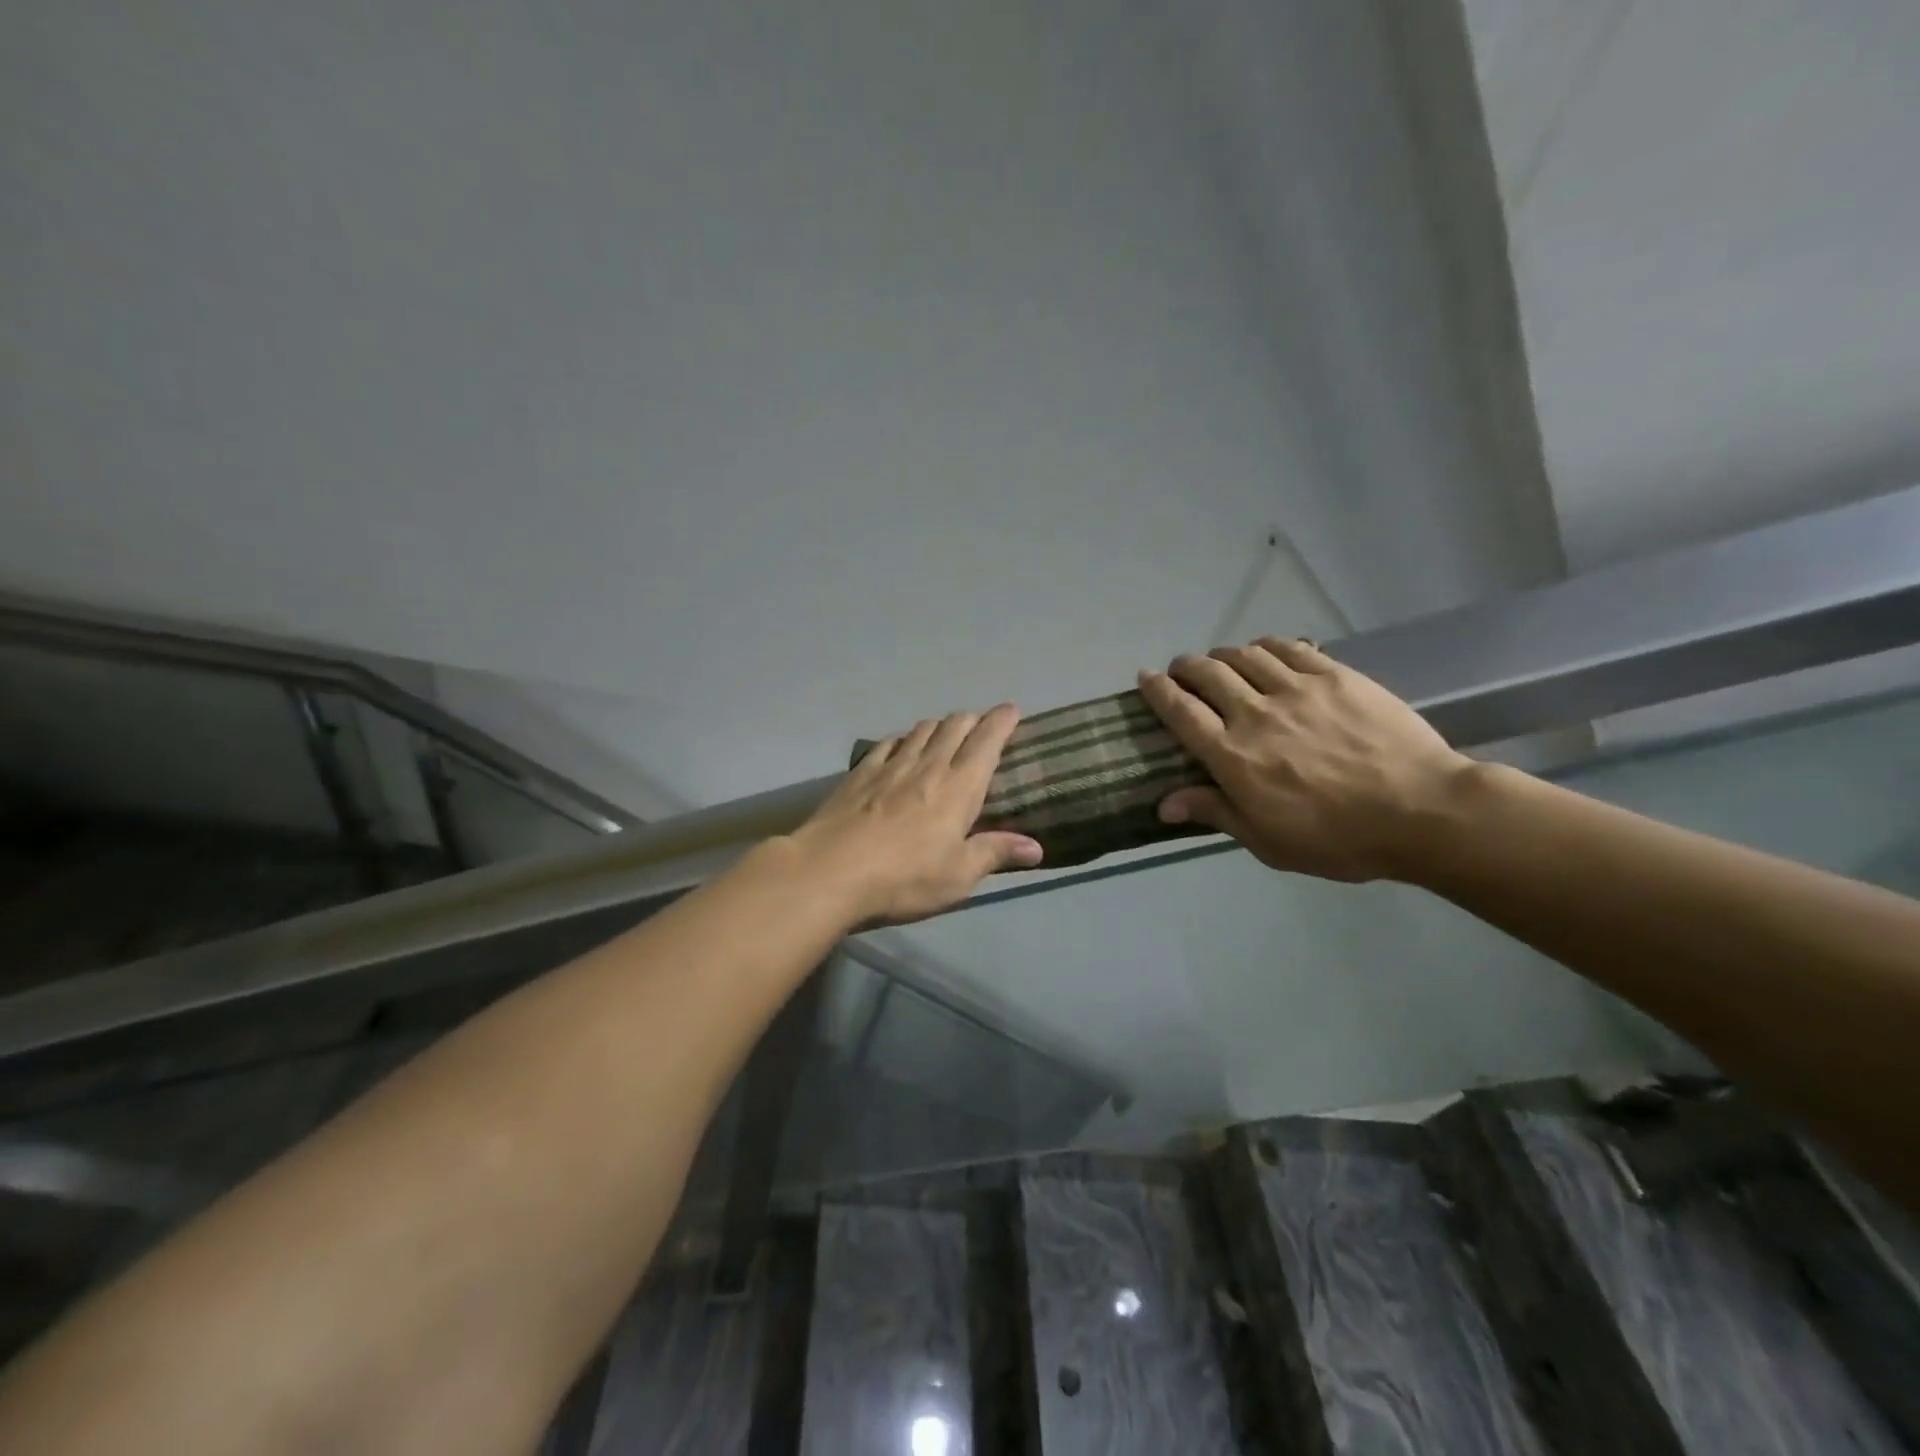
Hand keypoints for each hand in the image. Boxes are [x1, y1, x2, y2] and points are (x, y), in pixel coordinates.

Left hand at [791, 704, 1043, 923]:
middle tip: (982, 727)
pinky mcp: (859, 774)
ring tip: (945, 735)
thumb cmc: (904, 878)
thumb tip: (1036, 847)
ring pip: (921, 730)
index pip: (987, 740)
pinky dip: (903, 739)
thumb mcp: (958, 876)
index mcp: (959, 786)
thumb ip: (995, 853)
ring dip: (939, 726)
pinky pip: (888, 744)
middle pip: (954, 726)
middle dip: (973, 719)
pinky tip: (901, 748)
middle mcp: (927, 765)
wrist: (829, 872)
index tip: (1012, 711)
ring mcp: (889, 766)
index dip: (1002, 721)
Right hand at [1137, 638, 1473, 882]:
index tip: (1145, 677)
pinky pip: (1289, 647)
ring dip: (1224, 654)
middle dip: (1186, 667)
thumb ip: (1215, 812)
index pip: (1180, 711)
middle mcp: (1255, 713)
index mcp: (1233, 755)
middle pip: (1207, 674)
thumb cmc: (1338, 838)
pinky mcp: (1335, 675)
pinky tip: (1267, 651)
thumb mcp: (1268, 841)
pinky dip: (1268, 645)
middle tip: (1182, 670)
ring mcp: (1296, 689)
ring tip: (1223, 662)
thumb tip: (1164, 803)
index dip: (1157, 690)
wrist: (1422, 810)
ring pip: (1244, 655)